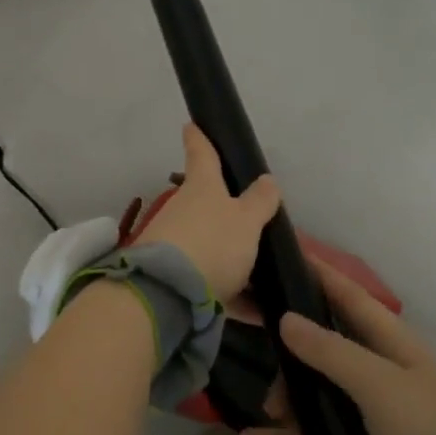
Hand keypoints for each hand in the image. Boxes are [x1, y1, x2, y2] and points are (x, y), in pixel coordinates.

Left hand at [136, 124, 281, 300]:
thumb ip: (259, 202)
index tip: (191, 125)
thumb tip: (267, 179)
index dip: (198, 137)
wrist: (168, 294)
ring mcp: (175, 245)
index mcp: (202, 187)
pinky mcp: (175, 279)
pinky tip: (258, 310)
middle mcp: (184, 211)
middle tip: (254, 220)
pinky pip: (212, 282)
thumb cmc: (213, 243)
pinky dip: (234, 293)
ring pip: (210, 245)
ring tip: (265, 273)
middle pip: (206, 204)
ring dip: (233, 258)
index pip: (201, 153)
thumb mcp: (247, 221)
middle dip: (224, 210)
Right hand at [277, 264, 435, 434]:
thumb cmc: (433, 434)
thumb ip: (331, 353)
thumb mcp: (380, 387)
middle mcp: (379, 371)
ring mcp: (373, 413)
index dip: (317, 273)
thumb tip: (285, 318)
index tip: (278, 254)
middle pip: (323, 345)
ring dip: (287, 402)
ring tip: (260, 419)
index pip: (346, 295)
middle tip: (245, 338)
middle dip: (286, 347)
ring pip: (317, 394)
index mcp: (390, 344)